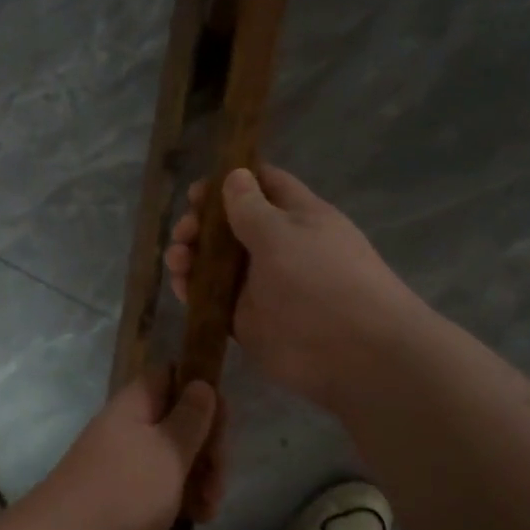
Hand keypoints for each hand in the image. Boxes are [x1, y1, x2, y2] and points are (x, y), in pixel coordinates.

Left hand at [33, 368, 221, 529]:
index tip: (223, 420)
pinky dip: (182, 498)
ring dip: (200, 477)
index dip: (200, 390)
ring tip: (210, 508)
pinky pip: (161, 486)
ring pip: (173, 457)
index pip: (170, 375)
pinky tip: (198, 518)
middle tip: (220, 475)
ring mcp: (124, 463)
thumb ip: (191, 417)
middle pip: (177, 420)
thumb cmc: (126, 490)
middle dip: (207, 445)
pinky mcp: (124, 498)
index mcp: (134, 404)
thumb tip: (201, 383)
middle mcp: (127, 428)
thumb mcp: (169, 450)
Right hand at [165, 165, 419, 411]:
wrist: (352, 354)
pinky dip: (193, 290)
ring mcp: (261, 284)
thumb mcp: (282, 234)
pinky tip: (179, 285)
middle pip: (231, 225)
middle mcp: (277, 246)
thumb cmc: (321, 280)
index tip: (196, 192)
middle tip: (184, 231)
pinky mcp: (246, 318)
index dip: (229, 182)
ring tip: (177, 259)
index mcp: (297, 216)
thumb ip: (250, 207)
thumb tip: (234, 174)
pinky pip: (213, 298)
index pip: (263, 185)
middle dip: (202, 223)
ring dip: (192, 255)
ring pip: (217, 262)